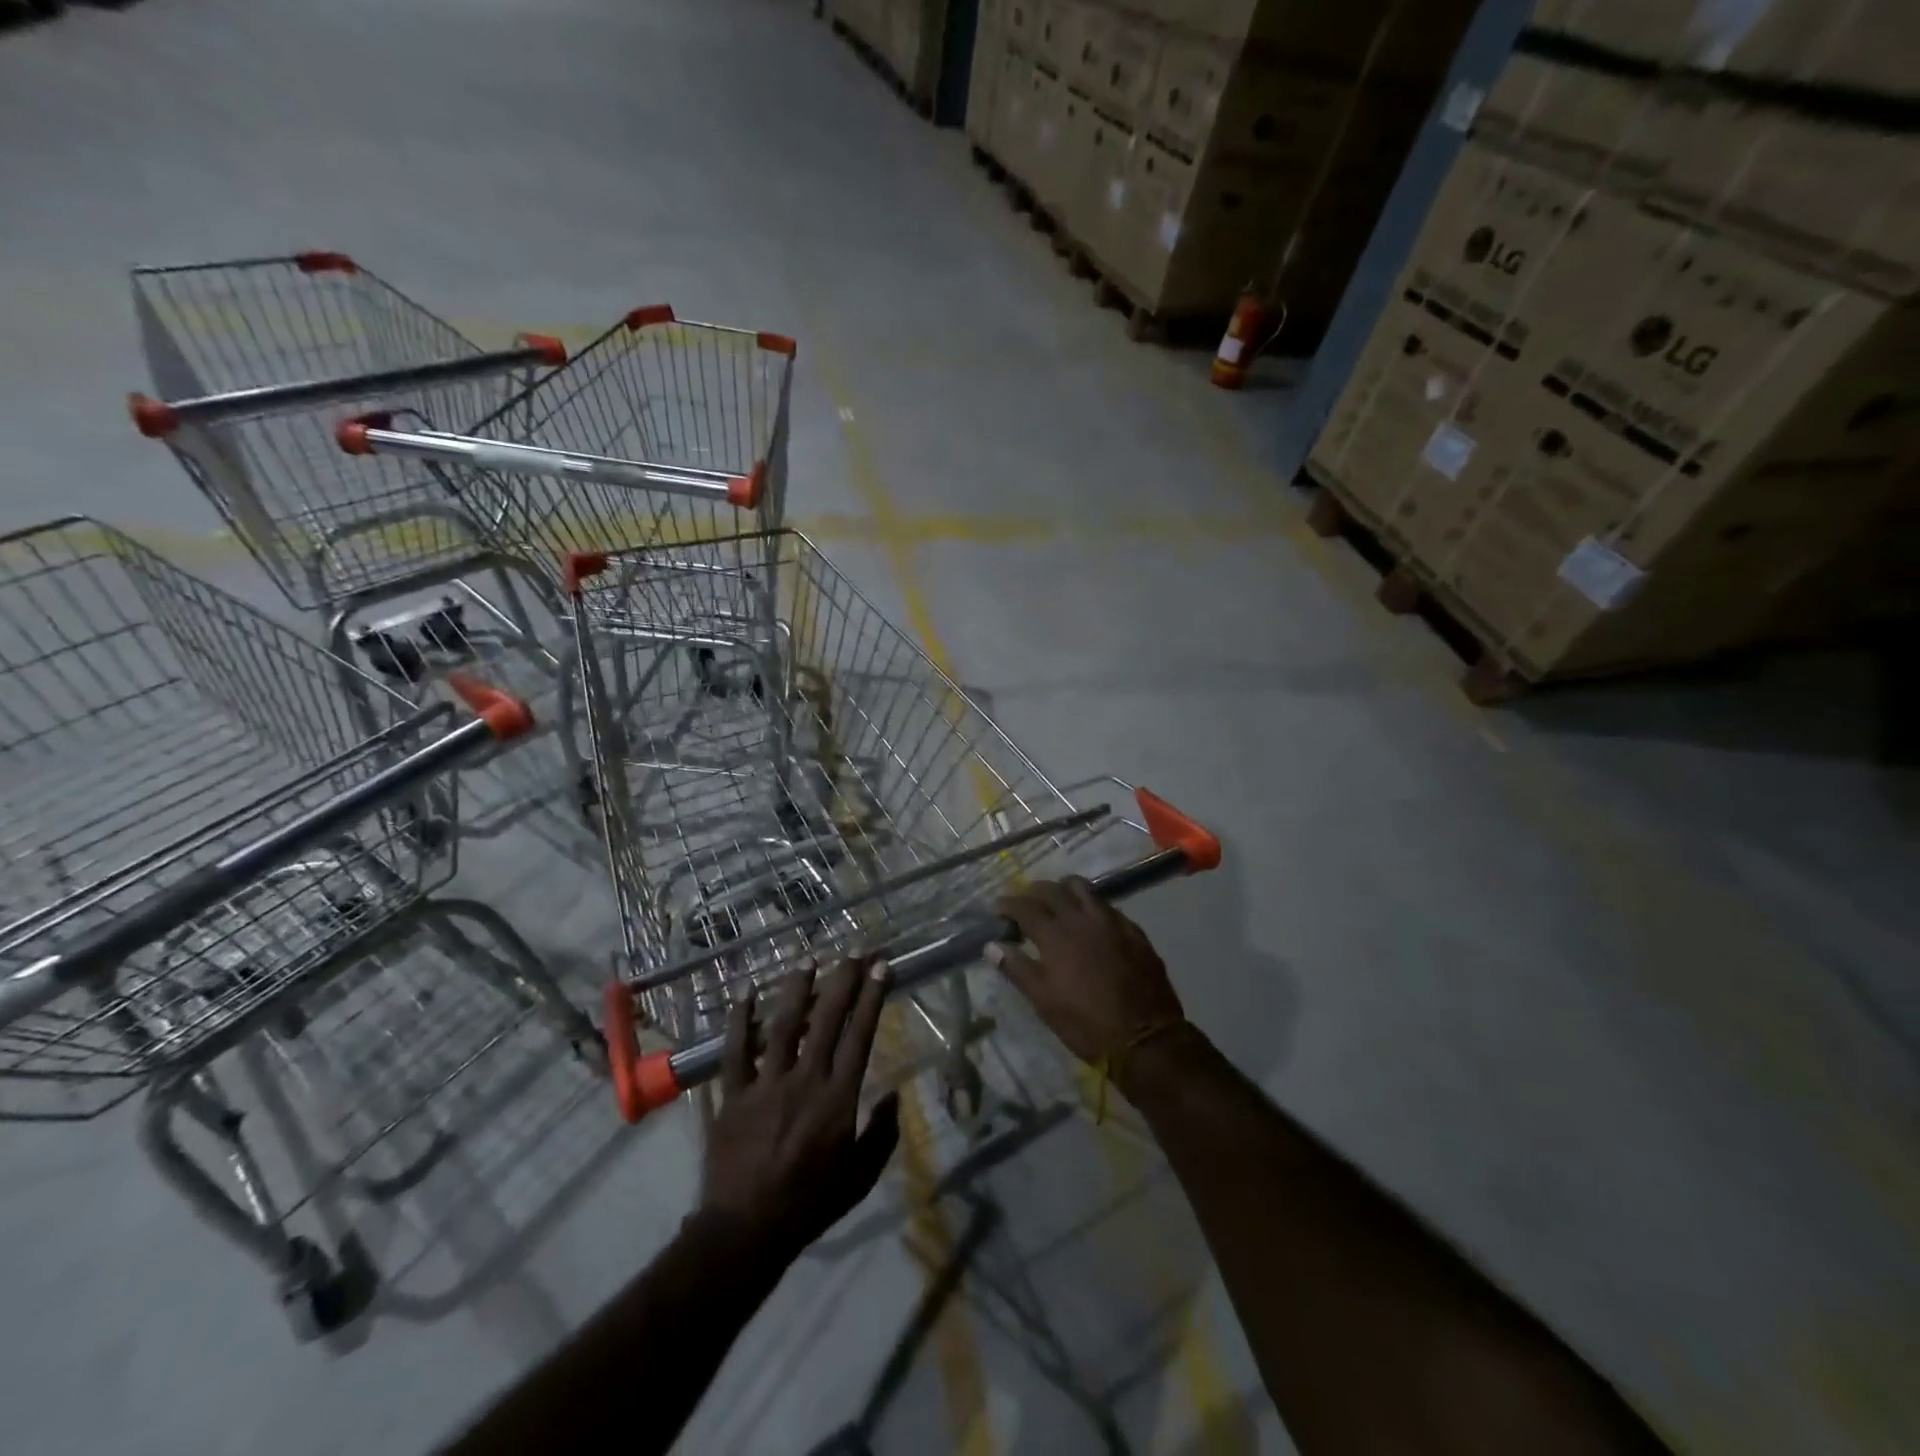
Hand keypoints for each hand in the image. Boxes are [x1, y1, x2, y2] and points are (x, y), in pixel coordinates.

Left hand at [699, 958, 900, 1265]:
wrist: (746, 1231)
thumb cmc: (810, 1204)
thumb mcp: (861, 1178)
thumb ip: (882, 1135)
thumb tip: (896, 1095)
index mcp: (838, 1098)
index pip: (861, 1035)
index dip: (872, 998)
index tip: (880, 967)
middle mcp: (805, 1080)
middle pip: (827, 1019)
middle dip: (842, 981)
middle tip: (851, 951)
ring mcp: (765, 1084)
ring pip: (783, 1025)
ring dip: (796, 989)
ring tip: (806, 959)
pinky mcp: (733, 1094)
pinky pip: (735, 1050)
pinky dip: (739, 1019)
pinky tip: (744, 991)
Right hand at [988, 878, 1183, 1063]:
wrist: (1145, 1038)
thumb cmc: (1086, 1024)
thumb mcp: (1044, 1002)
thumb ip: (1017, 969)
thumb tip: (992, 945)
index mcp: (1056, 936)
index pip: (1025, 907)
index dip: (1009, 904)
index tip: (999, 908)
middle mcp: (1082, 919)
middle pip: (1053, 890)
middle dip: (1034, 891)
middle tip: (1025, 902)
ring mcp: (1111, 922)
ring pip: (1083, 889)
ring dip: (1064, 889)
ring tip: (1057, 902)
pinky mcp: (1133, 931)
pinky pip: (1107, 906)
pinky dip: (1091, 905)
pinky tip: (1090, 921)